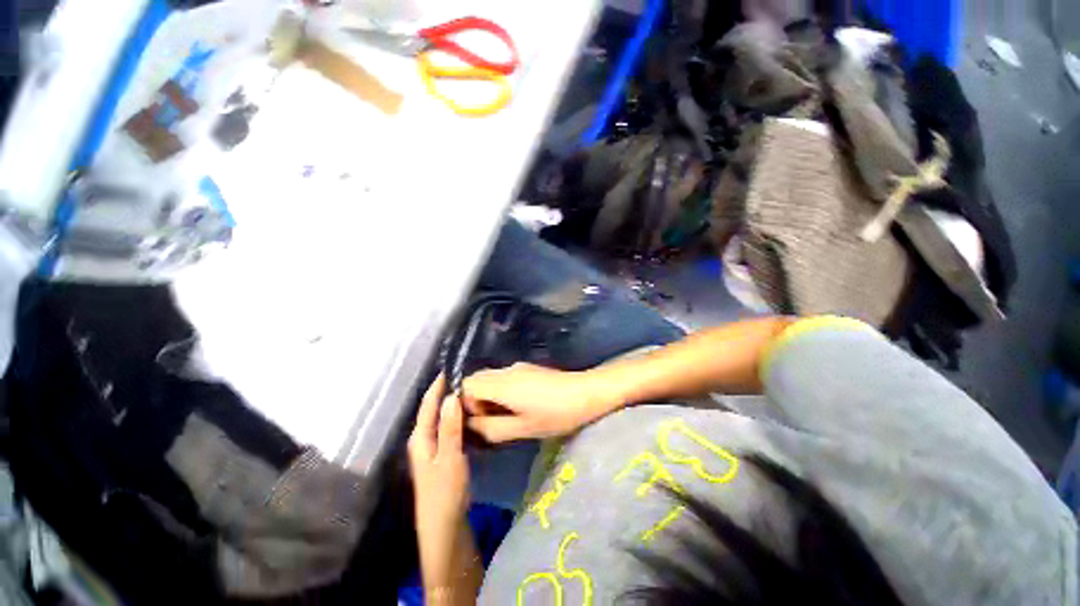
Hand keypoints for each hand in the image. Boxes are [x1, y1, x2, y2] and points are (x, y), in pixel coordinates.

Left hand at [409, 376, 469, 556]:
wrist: (444, 527)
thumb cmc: (444, 492)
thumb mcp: (450, 458)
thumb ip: (450, 428)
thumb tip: (452, 396)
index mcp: (420, 438)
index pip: (428, 404)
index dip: (438, 385)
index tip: (451, 368)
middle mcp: (424, 439)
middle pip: (434, 410)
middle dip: (447, 392)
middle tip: (468, 377)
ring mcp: (434, 448)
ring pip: (443, 419)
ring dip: (454, 405)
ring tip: (471, 391)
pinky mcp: (444, 455)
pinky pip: (450, 429)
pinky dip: (459, 418)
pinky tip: (471, 415)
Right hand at [461, 362, 614, 442]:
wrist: (586, 392)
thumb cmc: (556, 414)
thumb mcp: (523, 428)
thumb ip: (492, 428)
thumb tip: (470, 427)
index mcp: (502, 383)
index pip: (466, 385)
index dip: (464, 404)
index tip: (478, 422)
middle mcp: (506, 370)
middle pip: (476, 379)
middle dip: (475, 401)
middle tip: (489, 421)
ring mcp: (518, 367)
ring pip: (490, 378)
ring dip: (489, 396)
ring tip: (505, 416)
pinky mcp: (528, 369)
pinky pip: (504, 378)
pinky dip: (501, 391)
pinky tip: (519, 406)